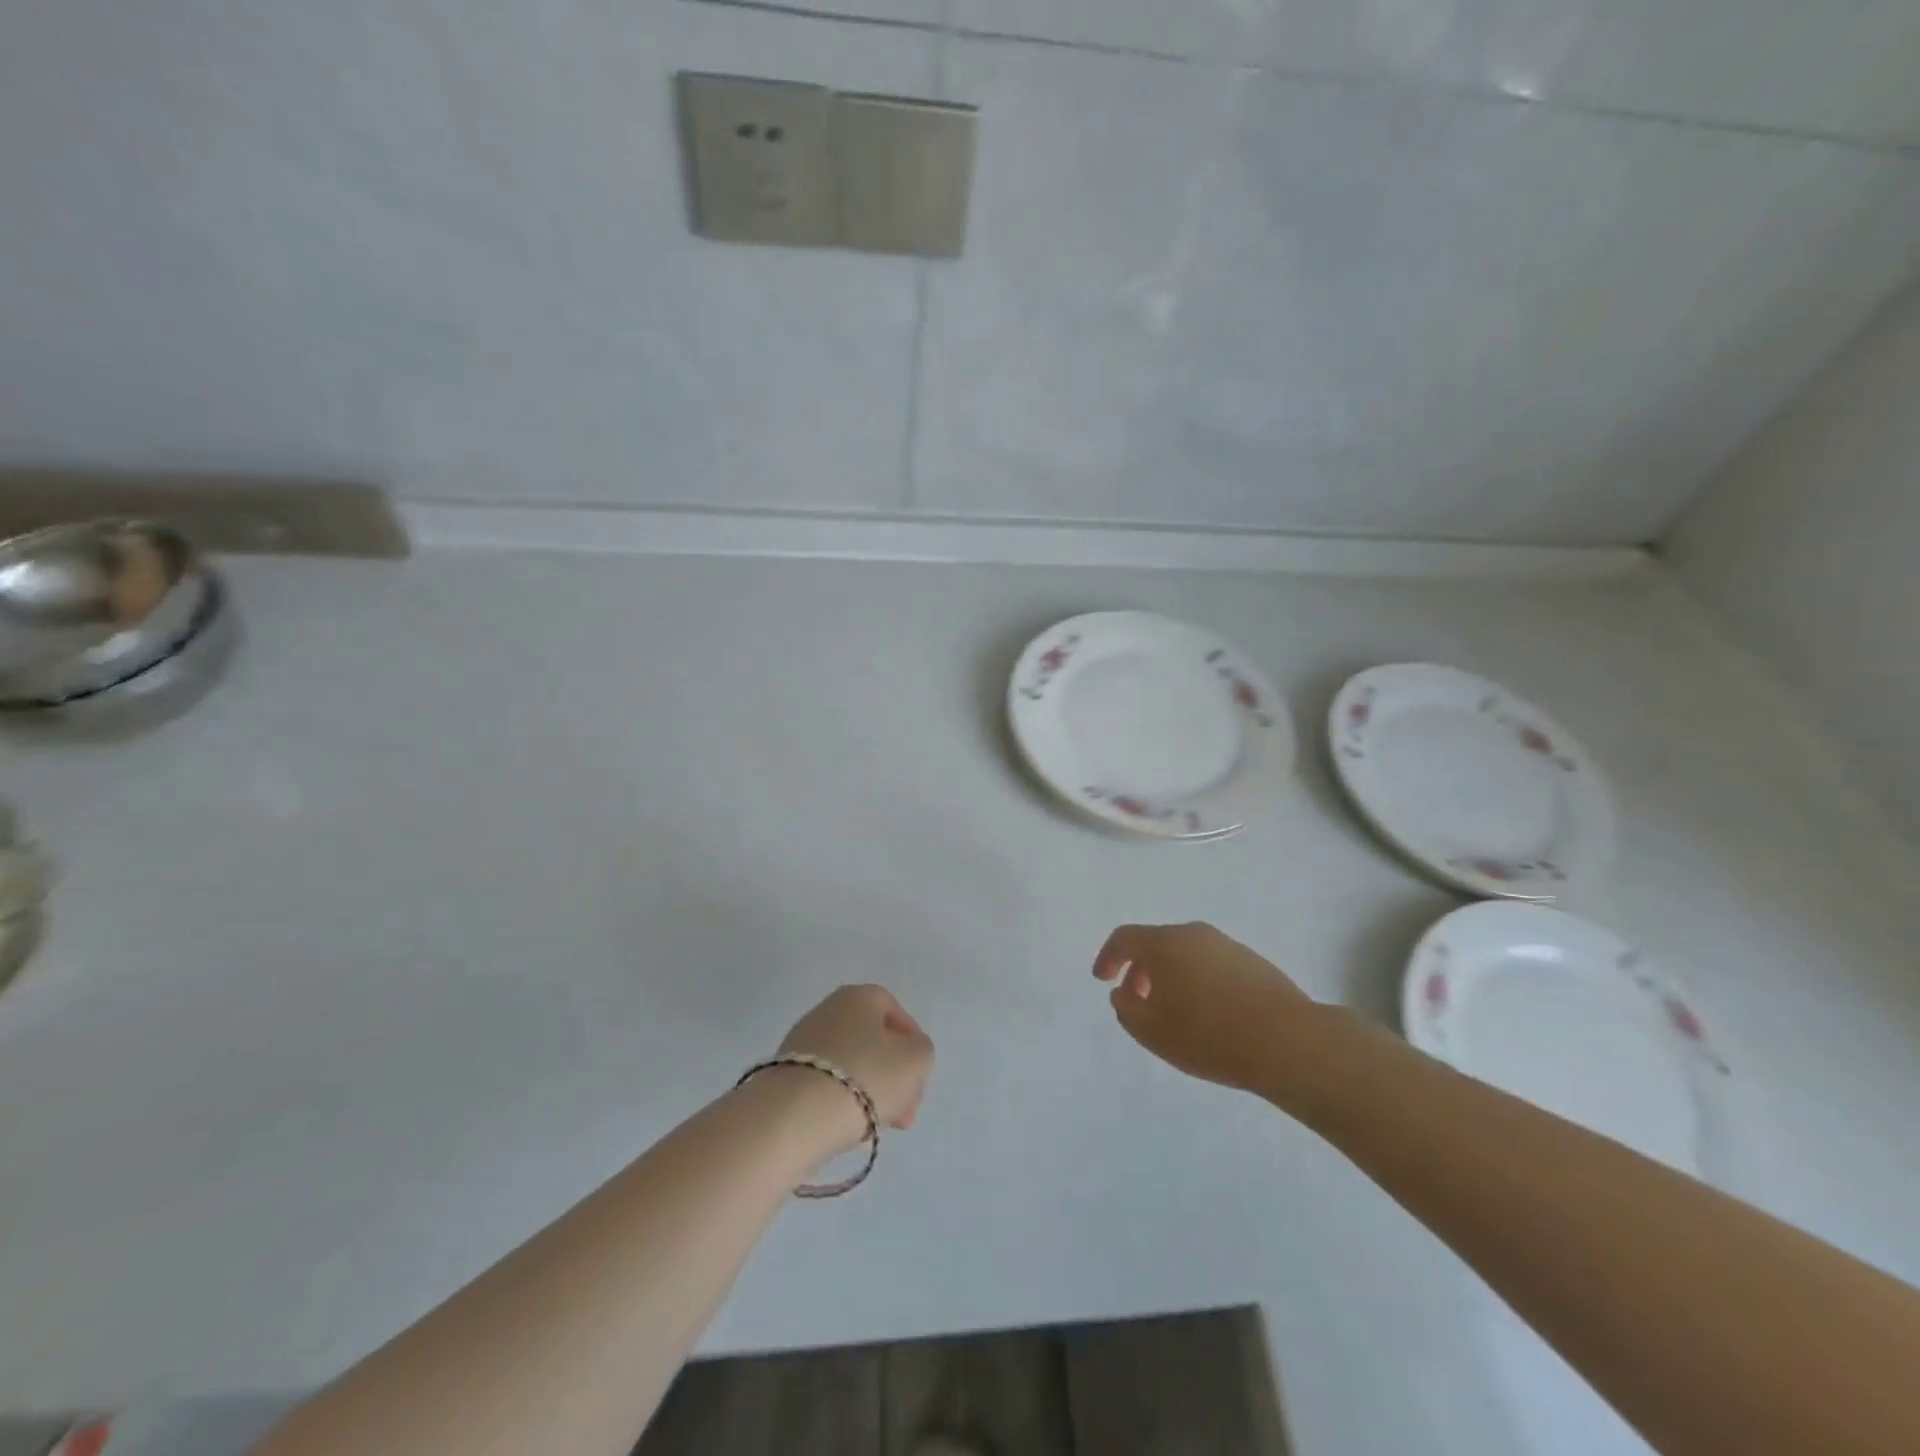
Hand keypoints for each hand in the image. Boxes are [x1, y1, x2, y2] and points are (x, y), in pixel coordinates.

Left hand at [776, 985, 934, 1146]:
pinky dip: (841, 1101)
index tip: (918, 1077)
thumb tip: (906, 1053)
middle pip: (872, 1042)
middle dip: (893, 1077)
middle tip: (904, 1113)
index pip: (895, 1012)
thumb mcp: (916, 1061)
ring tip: (878, 1126)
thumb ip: (921, 1051)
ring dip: (870, 1092)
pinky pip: (825, 1083)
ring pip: (851, 1065)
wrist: (794, 1116)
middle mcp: (828, 1009)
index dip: (912, 1044)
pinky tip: (847, 1126)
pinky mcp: (784, 1073)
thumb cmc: (865, 1077)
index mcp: (859, 996)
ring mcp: (802, 1042)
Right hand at [1093, 923, 1315, 1094]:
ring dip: (1171, 977)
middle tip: (1136, 1001)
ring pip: (1186, 954)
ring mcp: (1228, 946)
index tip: (1102, 979)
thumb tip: (1124, 993)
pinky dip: (1198, 981)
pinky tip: (1208, 1014)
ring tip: (1174, 1012)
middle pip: (1156, 943)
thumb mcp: (1152, 1031)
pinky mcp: (1254, 962)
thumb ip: (1126, 1009)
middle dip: (1140, 970)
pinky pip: (1212, 965)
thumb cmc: (1209, 1035)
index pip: (1125, 938)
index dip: (1108, 957)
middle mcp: (1195, 934)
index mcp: (1165, 943)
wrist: (1288, 1041)